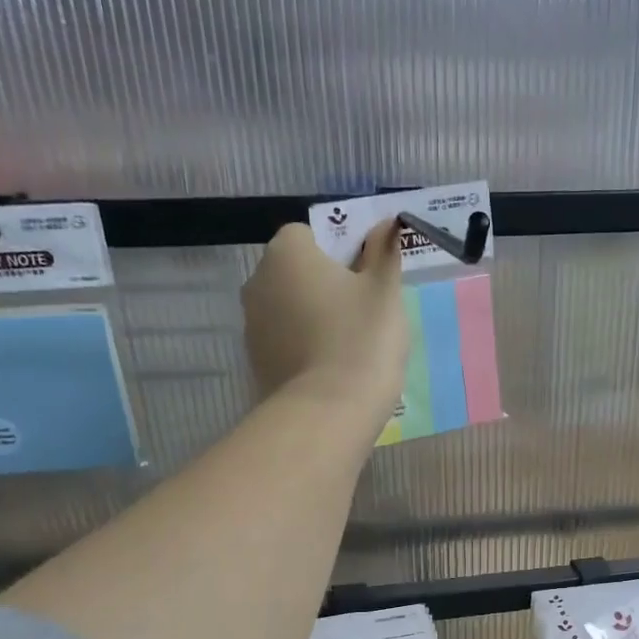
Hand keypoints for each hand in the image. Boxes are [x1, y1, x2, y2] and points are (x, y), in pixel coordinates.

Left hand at [242, 221, 409, 431]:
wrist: (329, 413)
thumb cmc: (361, 340)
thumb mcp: (385, 291)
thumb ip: (384, 252)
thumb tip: (387, 224)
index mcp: (287, 252)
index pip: (310, 235)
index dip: (341, 253)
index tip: (365, 281)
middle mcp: (258, 281)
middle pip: (297, 273)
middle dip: (325, 287)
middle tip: (362, 317)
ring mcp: (252, 326)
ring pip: (290, 311)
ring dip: (313, 320)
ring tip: (348, 351)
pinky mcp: (256, 364)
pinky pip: (285, 345)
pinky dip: (304, 351)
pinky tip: (330, 373)